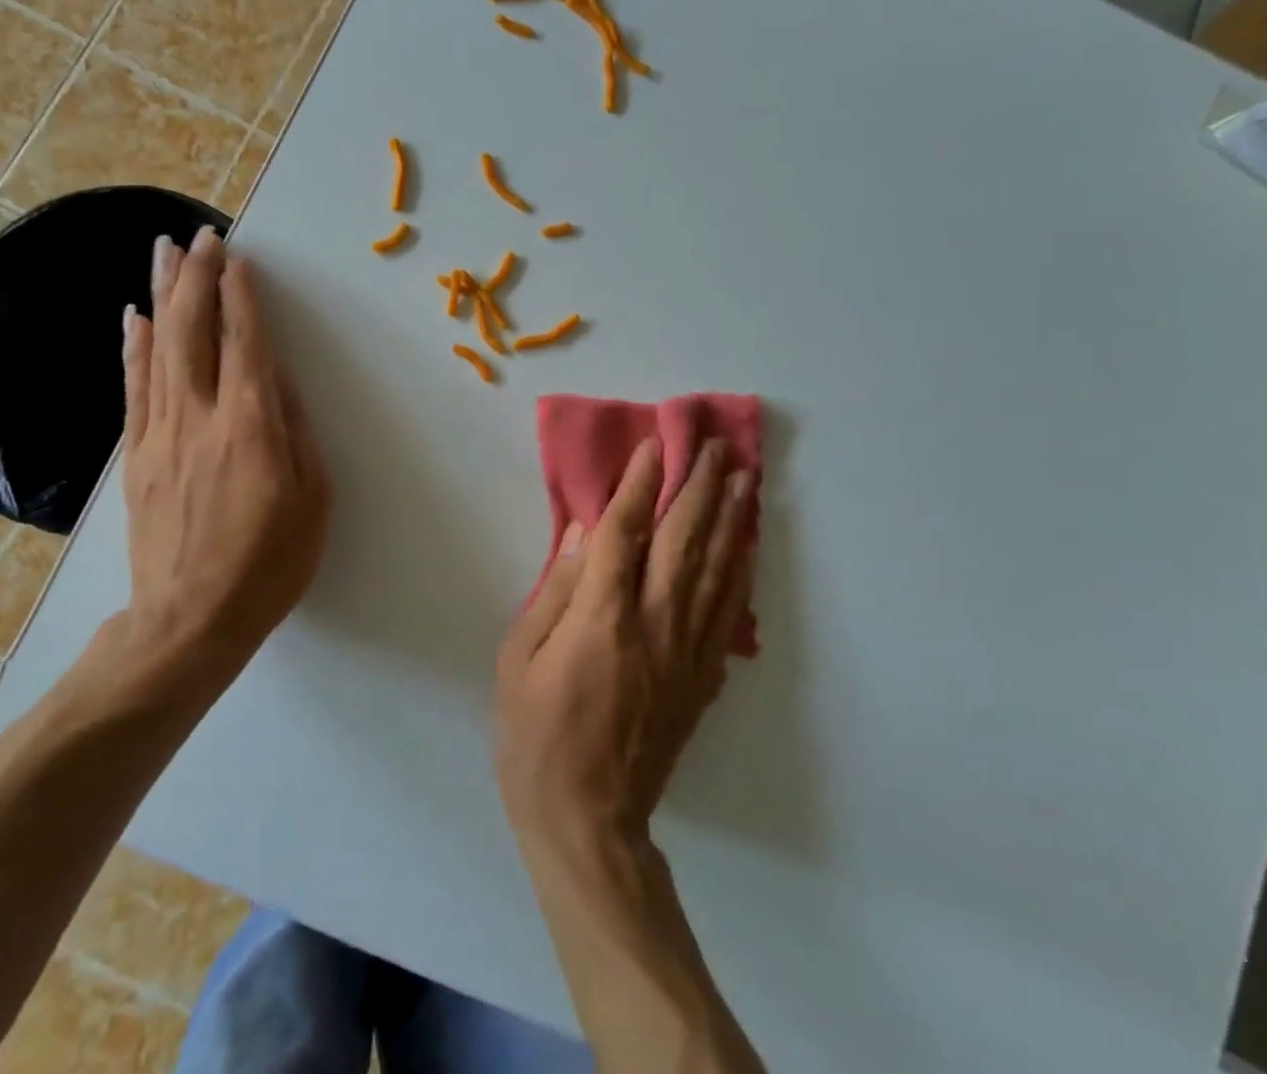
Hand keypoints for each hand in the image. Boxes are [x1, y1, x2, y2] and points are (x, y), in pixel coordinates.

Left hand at [118, 227, 331, 668]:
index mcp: (252, 427)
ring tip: (164, 252)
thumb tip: (281, 382)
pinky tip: (135, 318)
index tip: (238, 257)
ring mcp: (161, 435)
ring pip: (159, 350)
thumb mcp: (313, 500)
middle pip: (194, 332)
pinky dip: (135, 348)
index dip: (241, 297)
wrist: (189, 622)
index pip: (245, 344)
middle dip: (198, 278)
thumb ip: (297, 433)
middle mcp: (201, 418)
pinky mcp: (137, 456)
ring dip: (164, 296)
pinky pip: (135, 388)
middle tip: (201, 235)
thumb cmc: (269, 564)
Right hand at [495, 438, 754, 853]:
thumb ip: (555, 593)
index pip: (626, 533)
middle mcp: (655, 625)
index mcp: (603, 619)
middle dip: (701, 487)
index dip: (640, 485)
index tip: (654, 446)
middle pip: (683, 541)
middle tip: (717, 446)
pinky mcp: (702, 679)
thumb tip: (584, 537)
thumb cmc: (536, 737)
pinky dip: (740, 573)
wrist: (588, 821)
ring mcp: (686, 653)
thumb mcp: (519, 660)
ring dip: (731, 520)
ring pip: (716, 571)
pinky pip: (727, 614)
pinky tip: (747, 546)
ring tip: (745, 479)